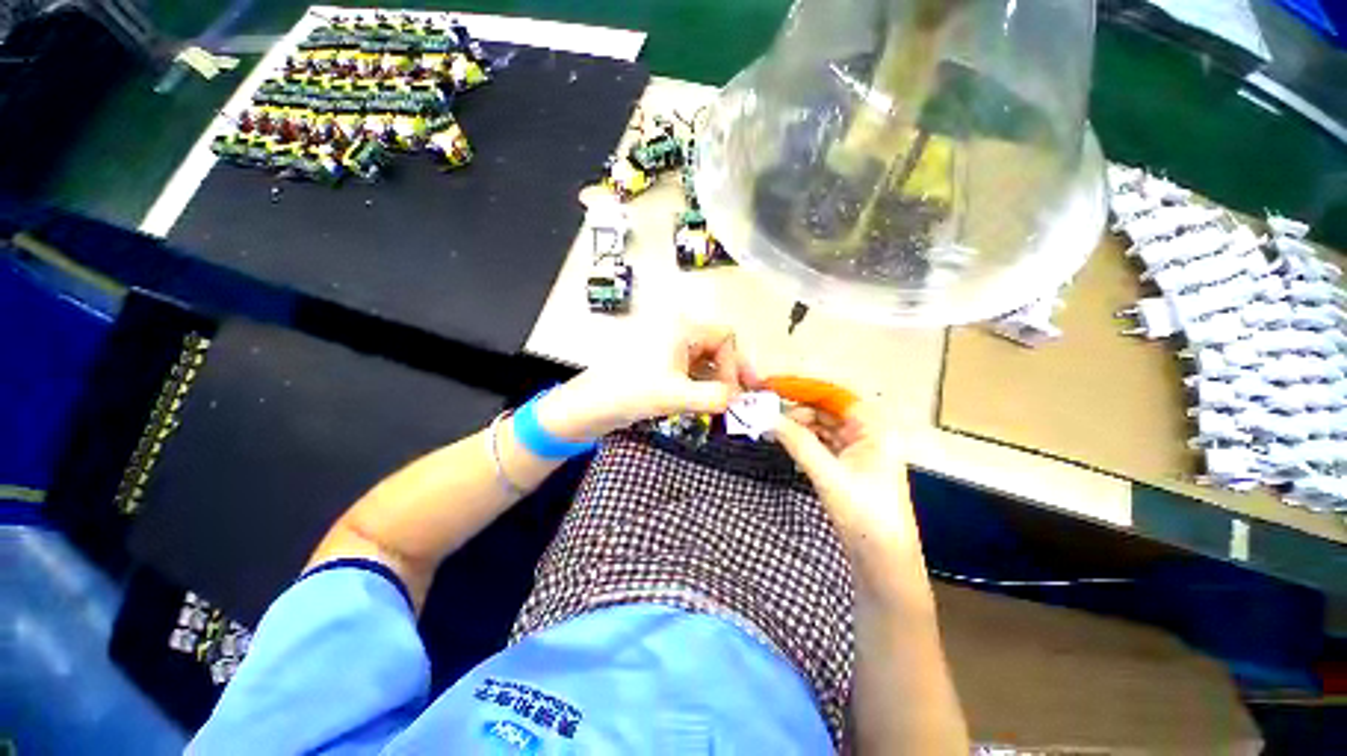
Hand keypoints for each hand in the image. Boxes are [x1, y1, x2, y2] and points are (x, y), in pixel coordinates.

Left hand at [539, 323, 758, 439]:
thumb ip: (716, 397)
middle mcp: (675, 330)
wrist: (590, 406)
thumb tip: (738, 399)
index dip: (736, 365)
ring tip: (719, 405)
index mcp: (680, 327)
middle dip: (728, 374)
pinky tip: (700, 402)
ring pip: (703, 360)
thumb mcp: (677, 395)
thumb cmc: (632, 392)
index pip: (725, 337)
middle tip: (734, 400)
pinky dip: (699, 384)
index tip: (735, 393)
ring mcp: (666, 345)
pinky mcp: (659, 360)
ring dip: (714, 382)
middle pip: (716, 347)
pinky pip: (689, 368)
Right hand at [772, 401, 916, 550]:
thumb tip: (767, 417)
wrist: (883, 562)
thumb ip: (797, 442)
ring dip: (797, 425)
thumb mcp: (828, 475)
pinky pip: (821, 442)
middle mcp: (867, 431)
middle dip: (796, 409)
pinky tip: (785, 443)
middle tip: (765, 412)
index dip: (801, 387)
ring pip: (821, 425)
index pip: (832, 394)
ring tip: (770, 428)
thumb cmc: (864, 514)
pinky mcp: (847, 464)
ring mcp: (857, 448)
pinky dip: (803, 440)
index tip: (771, 386)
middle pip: (825, 409)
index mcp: (873, 427)